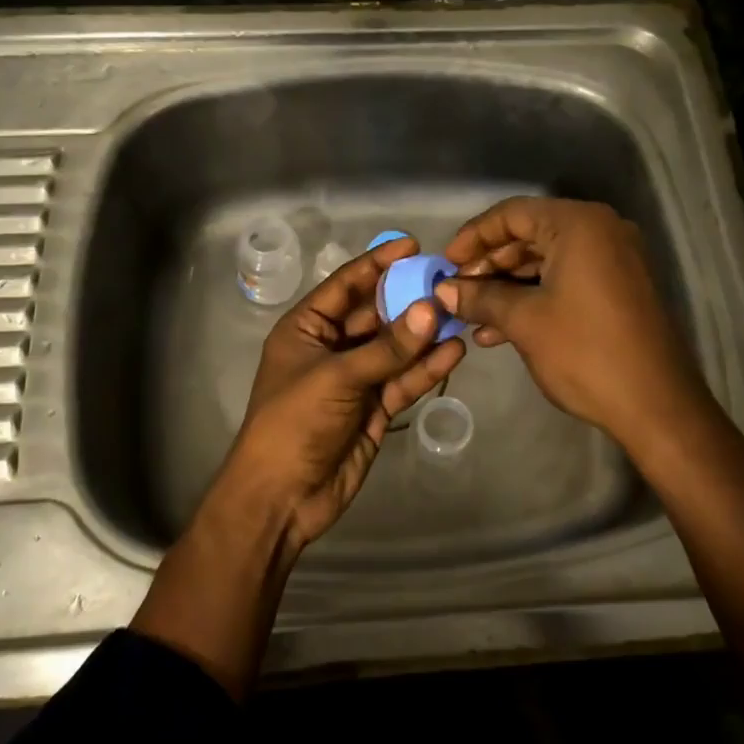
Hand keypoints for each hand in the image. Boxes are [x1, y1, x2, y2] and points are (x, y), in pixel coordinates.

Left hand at [212, 233, 466, 554]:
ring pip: (395, 349)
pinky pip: (403, 381)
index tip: (412, 246)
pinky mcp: (375, 408)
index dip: (377, 264)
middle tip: (449, 282)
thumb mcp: (338, 377)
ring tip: (461, 314)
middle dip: (409, 300)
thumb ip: (387, 347)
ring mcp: (355, 379)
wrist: (282, 496)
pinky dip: (426, 369)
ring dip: (424, 335)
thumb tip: (431, 310)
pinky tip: (454, 352)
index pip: (345, 285)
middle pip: (375, 315)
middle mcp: (331, 347)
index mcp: (306, 328)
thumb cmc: (294, 422)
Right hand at [435, 198, 704, 451]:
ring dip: (506, 287)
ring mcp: (613, 260)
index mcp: (579, 225)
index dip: (473, 236)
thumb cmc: (585, 352)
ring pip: (545, 262)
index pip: (512, 214)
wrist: (656, 405)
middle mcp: (600, 232)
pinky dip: (533, 298)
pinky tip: (498, 331)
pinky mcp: (617, 289)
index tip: (445, 264)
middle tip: (456, 292)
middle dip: (488, 265)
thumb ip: (480, 297)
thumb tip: (443, 291)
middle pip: (529, 235)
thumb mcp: (524, 321)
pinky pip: (565, 280)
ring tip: (471, 317)